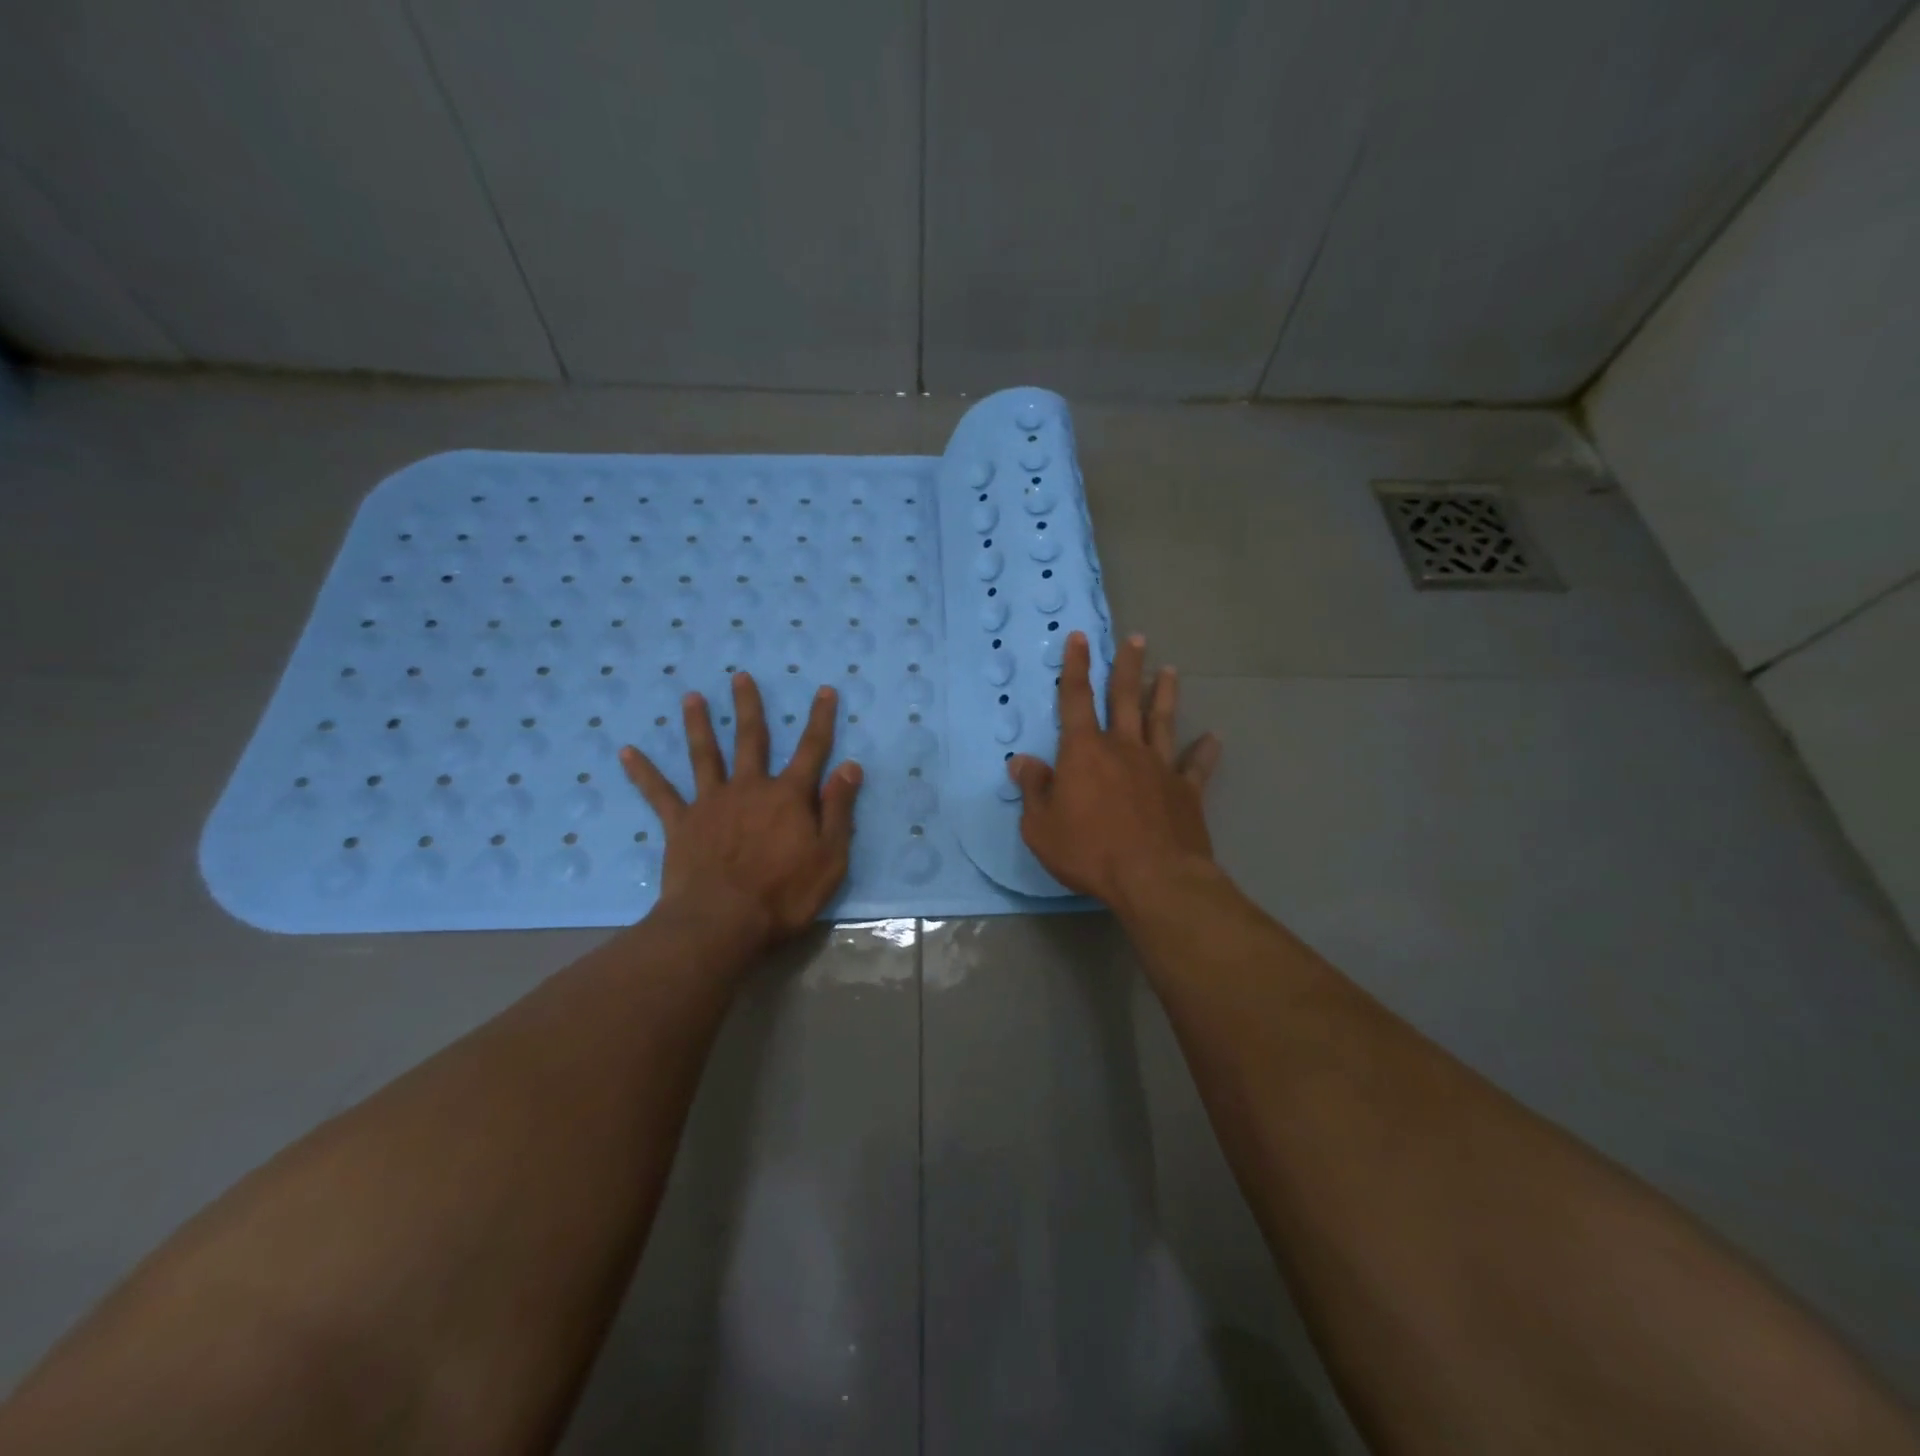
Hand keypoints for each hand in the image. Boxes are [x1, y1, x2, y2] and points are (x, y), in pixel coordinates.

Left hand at [620, 672, 862, 950]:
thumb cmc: (784, 895)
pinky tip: (626, 752)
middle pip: (751, 739)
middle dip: (749, 706)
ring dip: (698, 724)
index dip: (820, 719)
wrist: (722, 923)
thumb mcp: (830, 857)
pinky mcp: (681, 824)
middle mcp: (750, 788)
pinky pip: (659, 793)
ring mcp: (711, 803)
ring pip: (704, 755)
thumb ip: (839, 810)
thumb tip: (849, 766)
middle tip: (740, 676)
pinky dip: (643, 772)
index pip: (812, 749)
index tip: (824, 689)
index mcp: (789, 796)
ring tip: (691, 697)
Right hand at [1008, 632, 1220, 911]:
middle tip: (1136, 639)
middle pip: (1126, 698)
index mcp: (1084, 751)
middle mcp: (1124, 748)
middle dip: (1127, 666)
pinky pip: (1196, 765)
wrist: (1153, 879)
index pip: (1076, 699)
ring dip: (1165, 694)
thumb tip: (1022, 761)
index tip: (1080, 638)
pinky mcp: (1186, 791)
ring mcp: (1159, 767)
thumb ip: (1034, 790)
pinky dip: (1205, 750)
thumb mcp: (1041, 827)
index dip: (1076, 667)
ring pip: (1162, 721)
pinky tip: (1214, 738)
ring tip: (1171, 670)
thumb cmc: (1088, 852)